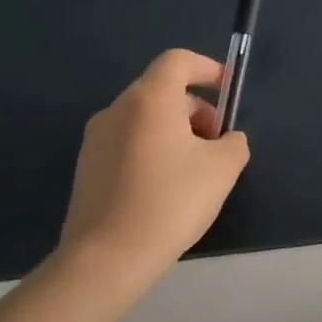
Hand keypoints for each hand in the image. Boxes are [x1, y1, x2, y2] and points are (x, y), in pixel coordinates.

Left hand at [57, 48, 250, 293]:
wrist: (105, 260)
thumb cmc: (171, 201)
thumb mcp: (224, 168)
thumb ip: (234, 142)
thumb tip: (225, 140)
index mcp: (150, 100)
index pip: (178, 61)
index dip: (208, 68)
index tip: (229, 93)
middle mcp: (117, 110)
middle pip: (163, 91)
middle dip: (197, 109)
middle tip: (217, 144)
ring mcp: (95, 140)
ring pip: (146, 118)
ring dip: (176, 131)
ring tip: (194, 170)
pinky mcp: (87, 168)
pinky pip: (129, 142)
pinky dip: (154, 150)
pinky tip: (166, 189)